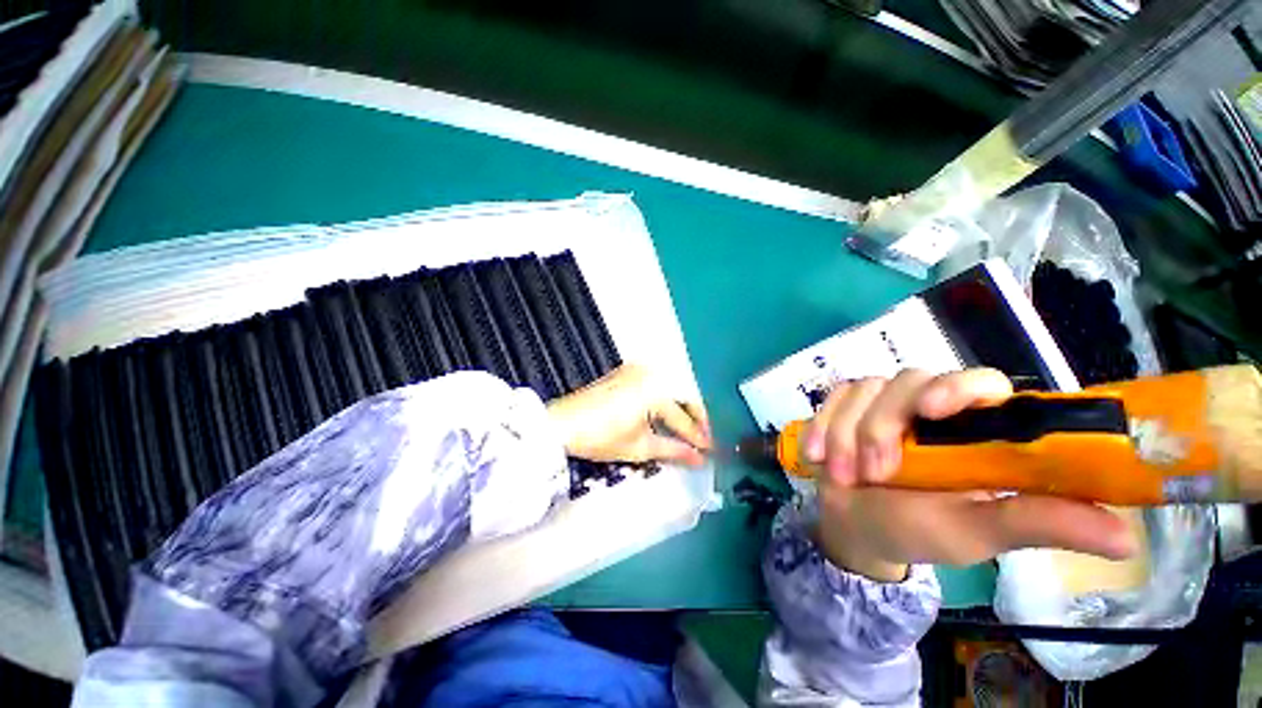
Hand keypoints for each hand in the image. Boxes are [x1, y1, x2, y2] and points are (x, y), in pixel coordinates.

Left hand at [547, 364, 710, 466]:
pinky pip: (655, 383)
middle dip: (694, 418)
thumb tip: (698, 459)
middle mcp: (651, 373)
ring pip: (669, 388)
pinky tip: (664, 415)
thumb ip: (673, 450)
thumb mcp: (640, 447)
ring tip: (684, 430)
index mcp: (656, 390)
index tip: (709, 451)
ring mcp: (637, 369)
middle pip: (683, 395)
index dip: (697, 437)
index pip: (683, 419)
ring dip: (679, 408)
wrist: (562, 423)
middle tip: (701, 440)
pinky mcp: (626, 371)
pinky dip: (663, 399)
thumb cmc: (602, 437)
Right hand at [804, 369, 1137, 582]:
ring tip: (843, 477)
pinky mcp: (844, 406)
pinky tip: (817, 457)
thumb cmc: (920, 531)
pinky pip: (829, 400)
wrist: (855, 526)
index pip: (980, 382)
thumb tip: (1127, 538)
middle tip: (874, 473)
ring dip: (845, 435)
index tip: (934, 412)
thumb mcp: (977, 533)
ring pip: (862, 391)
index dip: (958, 387)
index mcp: (973, 429)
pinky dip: (821, 428)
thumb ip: (1037, 524)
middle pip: (907, 380)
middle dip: (881, 427)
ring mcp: (881, 402)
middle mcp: (929, 406)